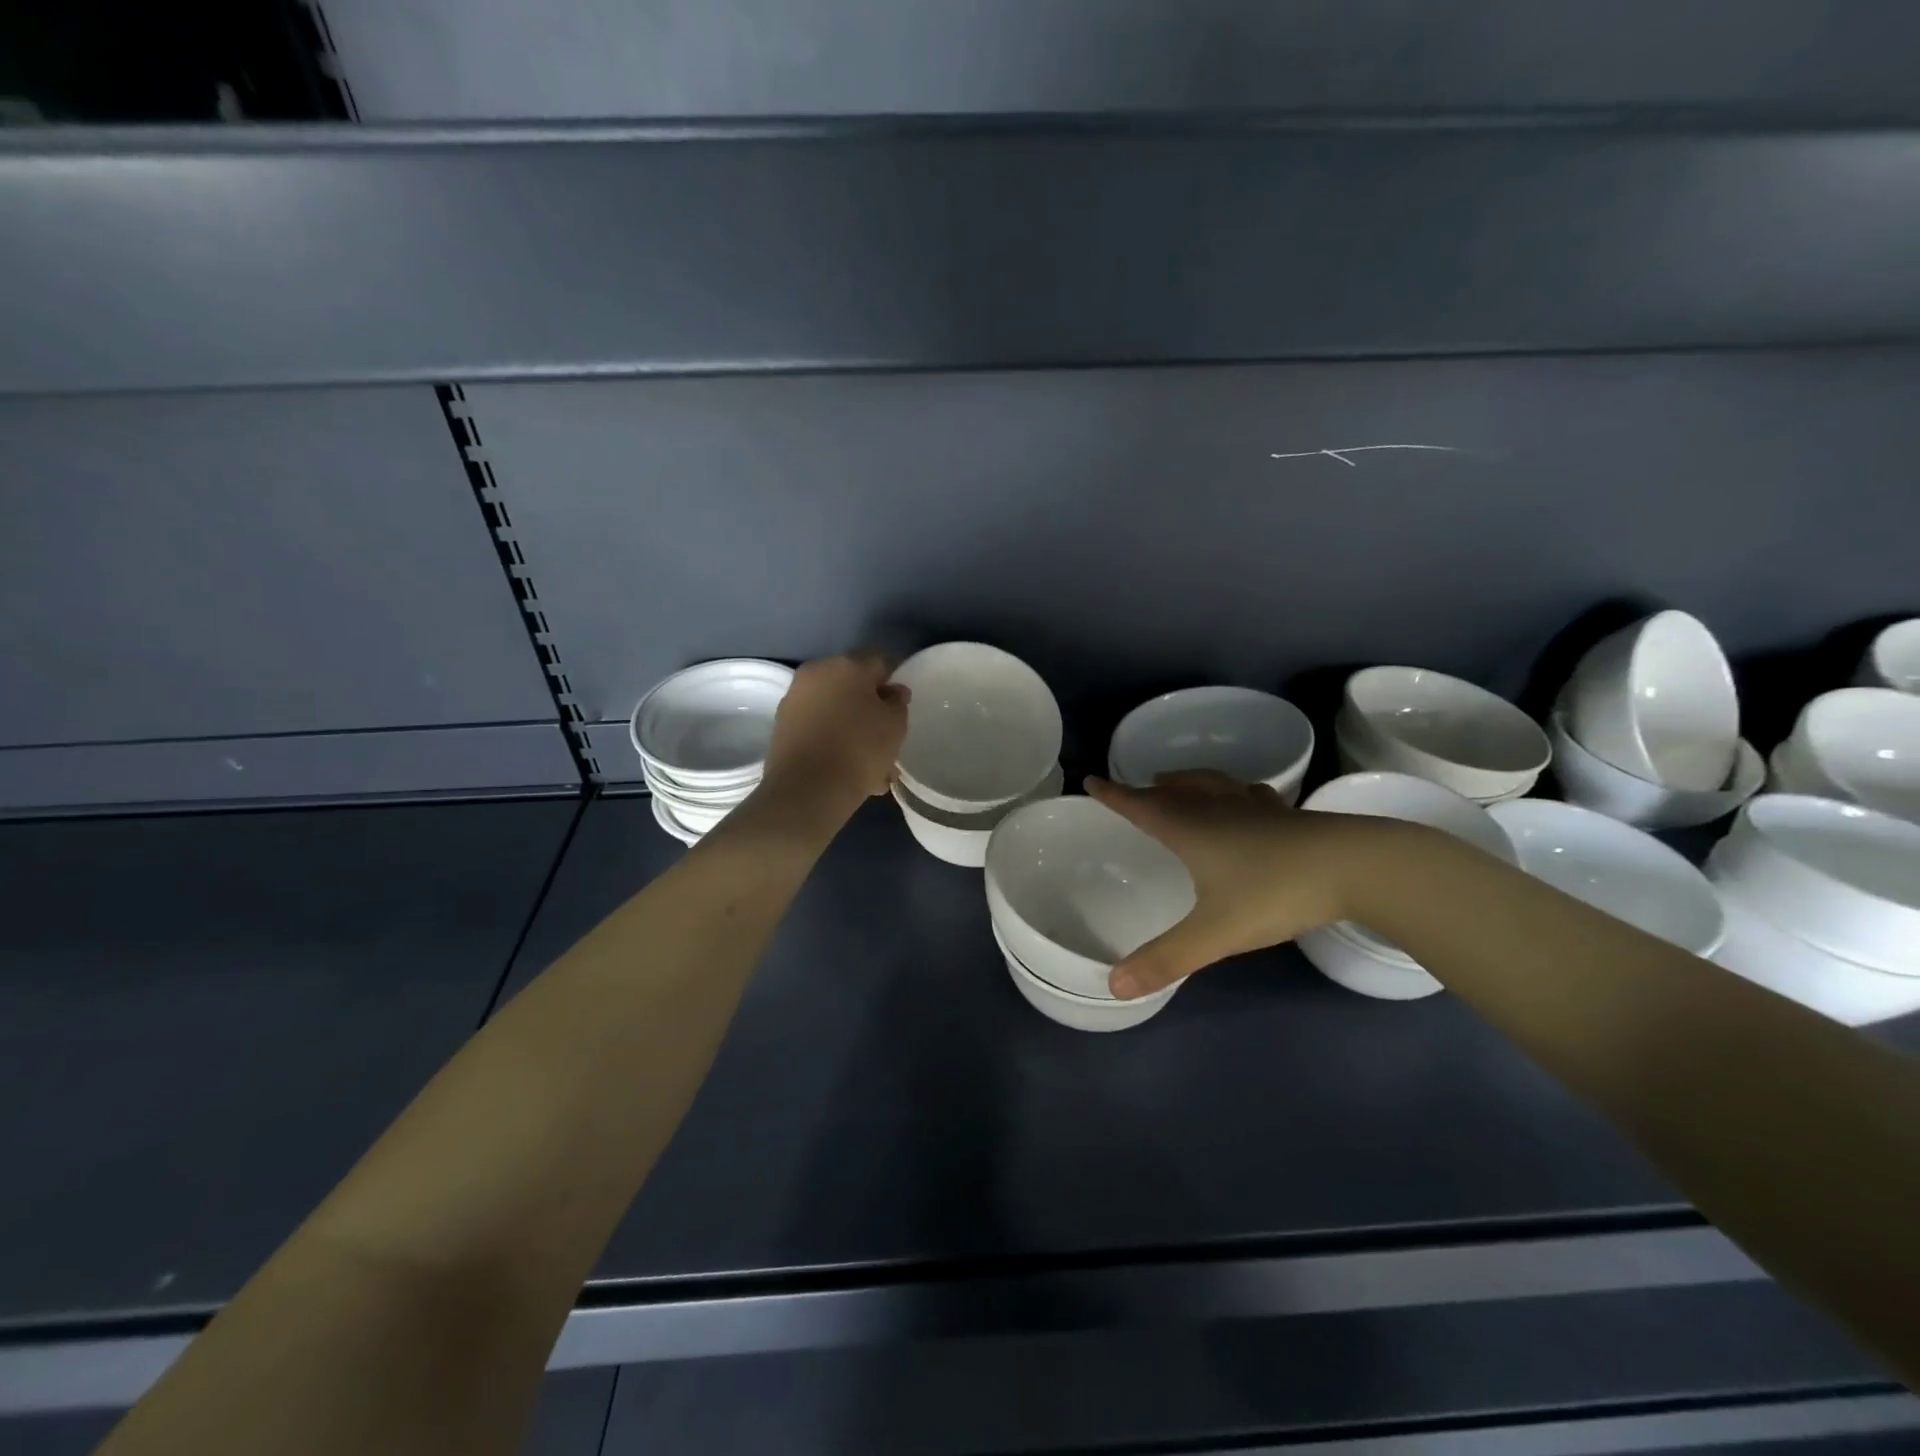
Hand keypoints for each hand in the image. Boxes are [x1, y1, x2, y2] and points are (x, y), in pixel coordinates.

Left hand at [761, 652, 910, 814]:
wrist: (807, 789)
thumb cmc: (860, 749)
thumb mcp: (895, 725)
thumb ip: (897, 702)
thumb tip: (891, 691)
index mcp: (847, 665)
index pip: (879, 661)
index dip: (894, 680)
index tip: (901, 704)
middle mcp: (816, 673)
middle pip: (852, 687)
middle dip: (870, 709)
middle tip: (887, 738)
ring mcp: (794, 700)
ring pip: (835, 711)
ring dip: (853, 730)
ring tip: (871, 766)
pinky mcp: (782, 727)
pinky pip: (818, 729)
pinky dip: (833, 742)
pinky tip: (848, 770)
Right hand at [1086, 772, 1386, 998]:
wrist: (1358, 867)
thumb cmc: (1275, 892)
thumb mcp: (1215, 933)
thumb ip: (1166, 959)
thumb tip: (1114, 985)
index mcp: (1192, 830)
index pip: (1141, 806)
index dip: (1114, 795)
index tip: (1091, 780)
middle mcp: (1218, 810)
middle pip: (1177, 791)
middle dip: (1152, 789)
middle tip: (1139, 787)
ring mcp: (1257, 809)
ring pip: (1213, 785)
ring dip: (1190, 782)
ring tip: (1180, 783)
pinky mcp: (1289, 816)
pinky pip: (1250, 795)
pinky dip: (1235, 793)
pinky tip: (1247, 802)